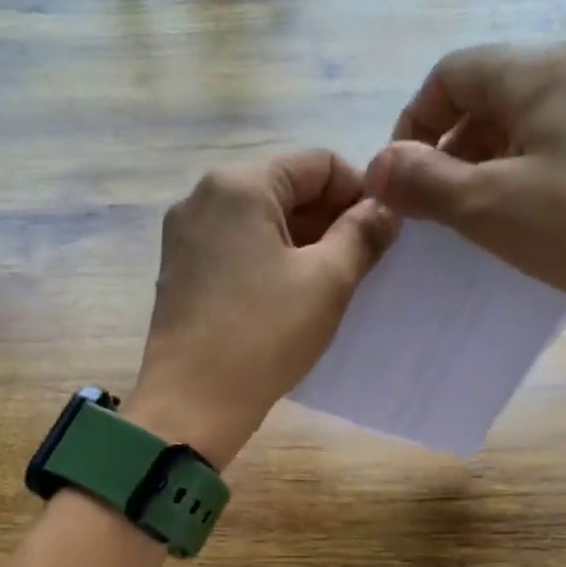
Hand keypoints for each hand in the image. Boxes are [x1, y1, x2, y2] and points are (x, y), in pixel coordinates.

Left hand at [127, 150, 397, 467]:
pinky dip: (270, 261)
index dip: (360, 191)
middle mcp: (202, 196)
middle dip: (330, 218)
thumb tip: (386, 207)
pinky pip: (236, 248)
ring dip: (303, 242)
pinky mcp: (179, 271)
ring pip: (260, 221)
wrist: (192, 403)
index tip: (384, 231)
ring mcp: (184, 235)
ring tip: (333, 282)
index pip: (317, 163)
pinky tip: (291, 296)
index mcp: (238, 184)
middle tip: (364, 261)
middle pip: (285, 188)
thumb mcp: (328, 281)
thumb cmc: (264, 335)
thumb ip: (363, 233)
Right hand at [365, 43, 565, 357]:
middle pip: (488, 97)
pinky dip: (525, 181)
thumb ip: (423, 182)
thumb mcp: (488, 205)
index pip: (451, 73)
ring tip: (475, 224)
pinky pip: (559, 153)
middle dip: (446, 150)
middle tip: (433, 210)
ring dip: (484, 169)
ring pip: (525, 128)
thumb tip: (374, 168)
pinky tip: (526, 227)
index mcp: (541, 70)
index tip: (400, 180)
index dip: (412, 122)